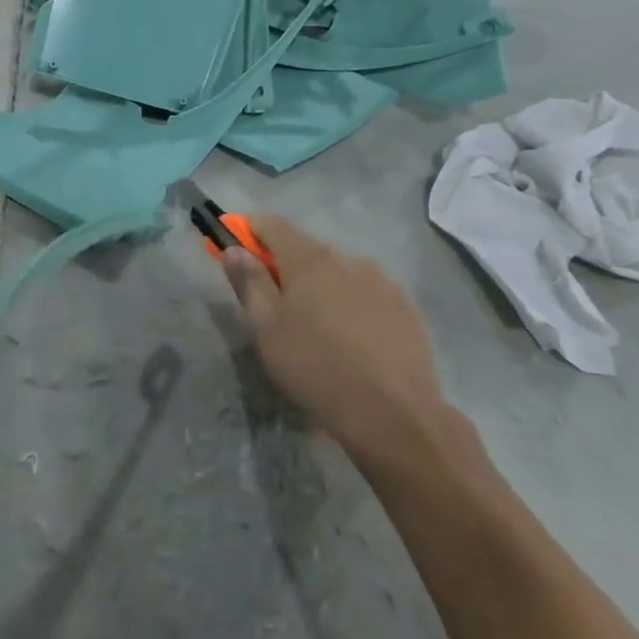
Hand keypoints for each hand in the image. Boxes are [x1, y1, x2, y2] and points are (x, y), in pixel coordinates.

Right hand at [221, 216, 444, 454]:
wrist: (393, 413)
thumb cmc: (315, 366)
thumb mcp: (267, 329)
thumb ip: (249, 282)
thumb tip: (234, 250)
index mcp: (311, 259)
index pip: (272, 225)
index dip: (248, 229)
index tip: (233, 243)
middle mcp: (349, 259)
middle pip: (307, 250)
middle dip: (284, 266)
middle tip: (272, 302)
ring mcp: (383, 282)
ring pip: (339, 274)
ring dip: (320, 287)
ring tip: (317, 329)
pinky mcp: (406, 307)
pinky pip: (367, 295)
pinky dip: (350, 305)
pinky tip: (351, 341)